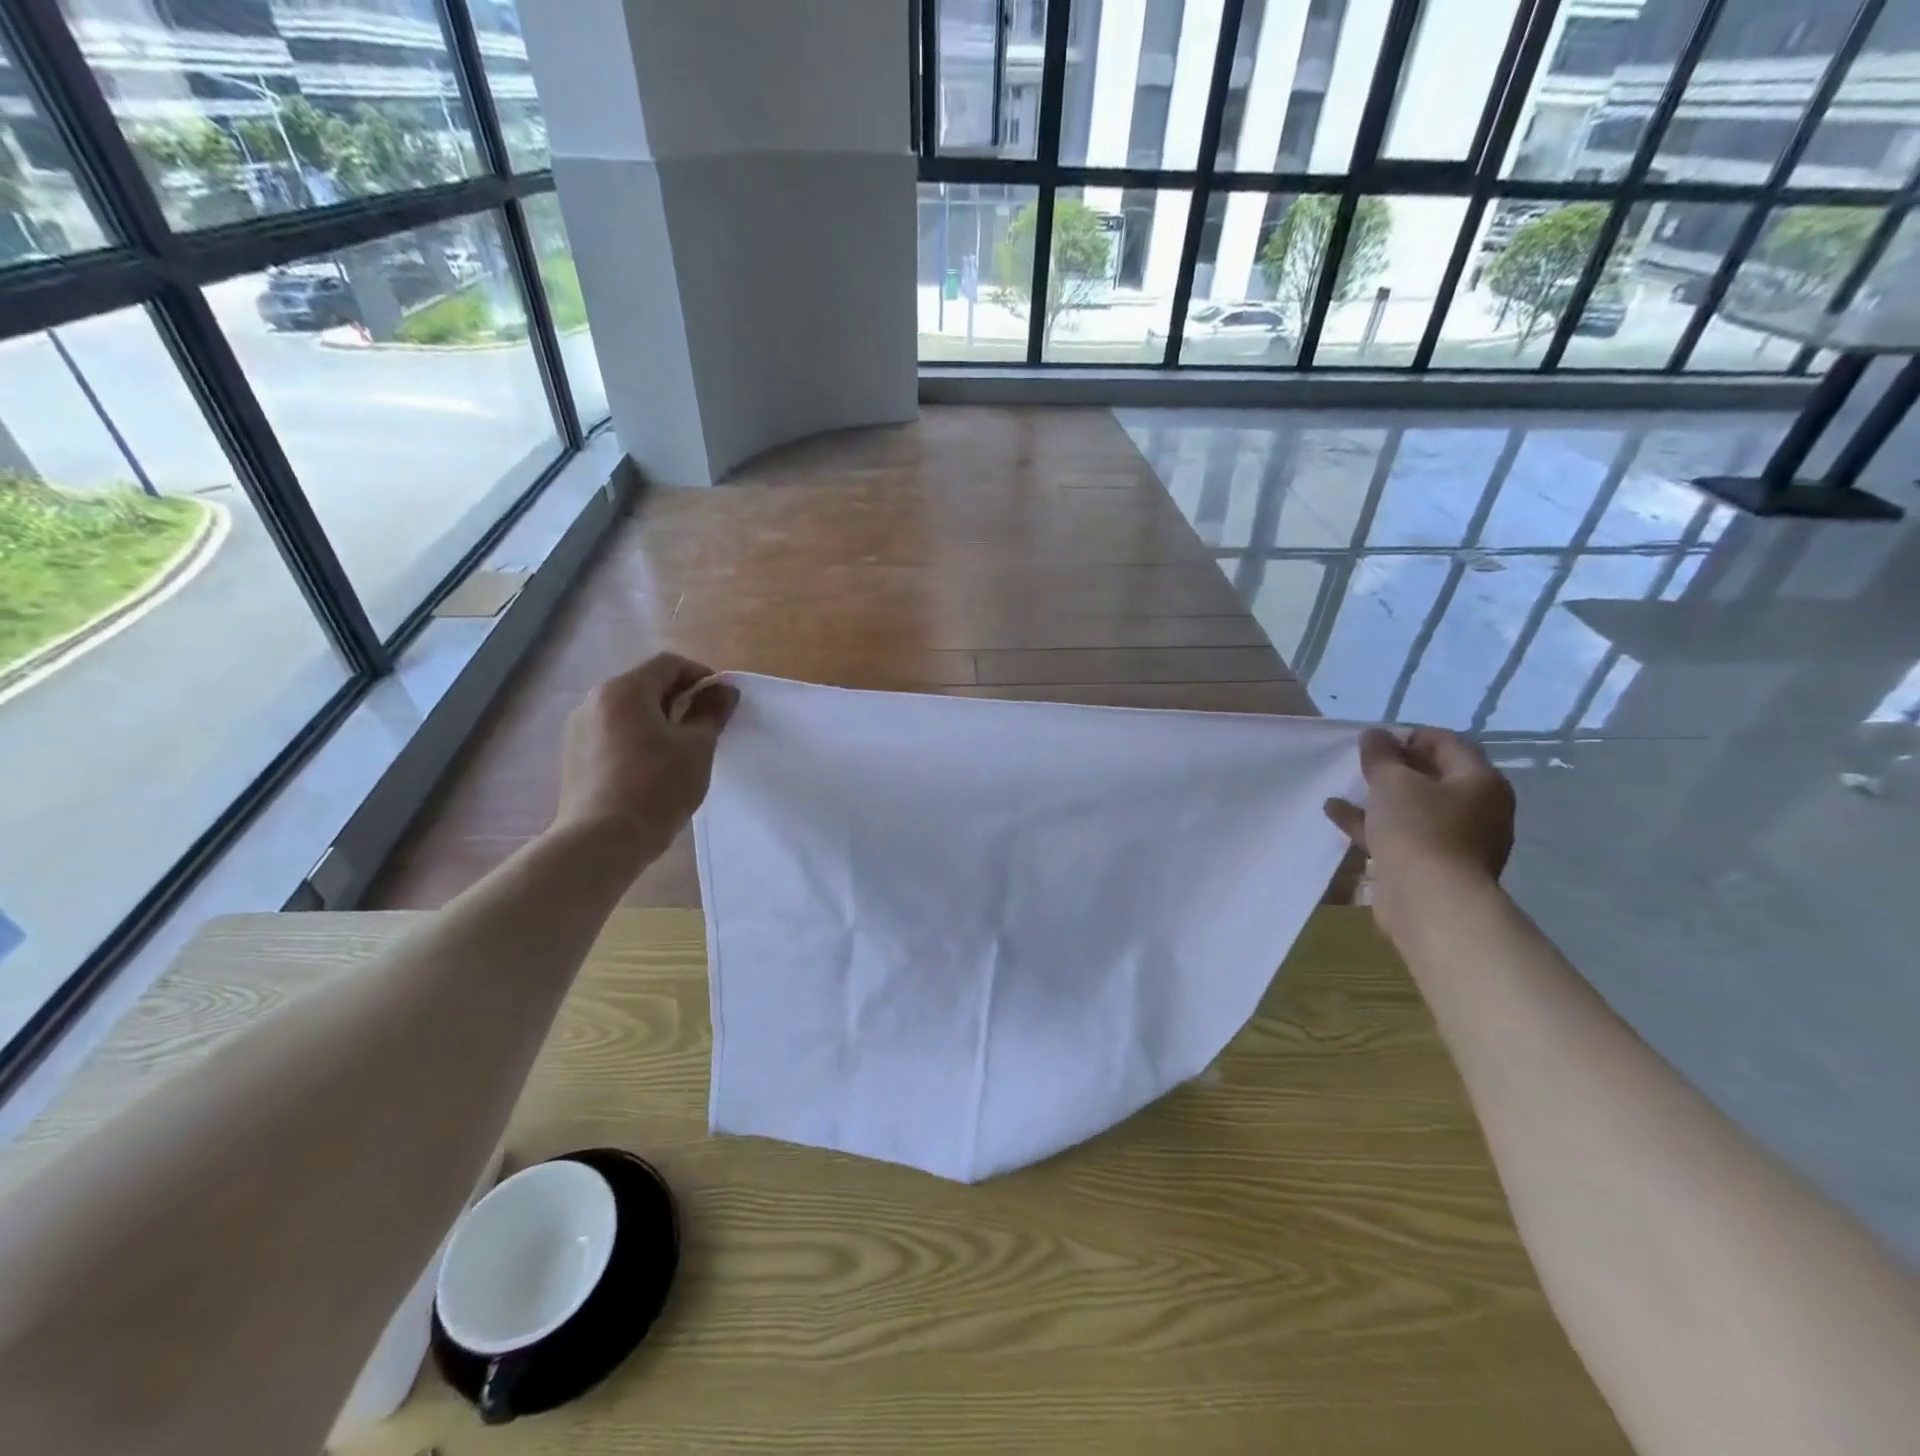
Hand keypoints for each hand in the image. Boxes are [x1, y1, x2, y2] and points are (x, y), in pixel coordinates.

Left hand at [550, 653, 738, 868]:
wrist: (602, 841)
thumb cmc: (657, 787)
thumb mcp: (697, 747)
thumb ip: (712, 712)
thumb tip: (724, 690)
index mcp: (624, 690)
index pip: (669, 664)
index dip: (701, 676)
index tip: (721, 702)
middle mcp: (595, 701)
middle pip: (646, 685)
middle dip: (680, 699)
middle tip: (705, 728)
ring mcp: (579, 729)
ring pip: (629, 711)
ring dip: (658, 720)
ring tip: (680, 751)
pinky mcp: (574, 756)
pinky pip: (613, 733)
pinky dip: (637, 739)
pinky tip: (653, 769)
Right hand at [1324, 726, 1514, 901]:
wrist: (1430, 900)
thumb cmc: (1418, 829)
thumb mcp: (1392, 782)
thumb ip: (1380, 755)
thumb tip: (1375, 735)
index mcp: (1480, 781)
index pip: (1449, 743)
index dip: (1411, 736)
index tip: (1376, 740)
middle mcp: (1478, 809)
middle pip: (1434, 777)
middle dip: (1396, 768)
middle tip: (1363, 763)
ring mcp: (1457, 841)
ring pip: (1415, 809)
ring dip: (1381, 798)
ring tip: (1346, 788)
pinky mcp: (1434, 866)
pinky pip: (1402, 835)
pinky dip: (1374, 824)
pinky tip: (1338, 815)